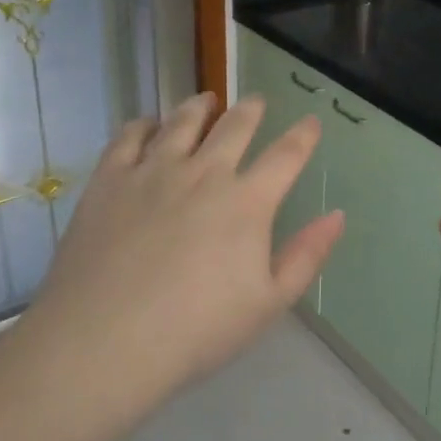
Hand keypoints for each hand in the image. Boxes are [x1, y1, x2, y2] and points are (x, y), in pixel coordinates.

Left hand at [17, 93, 344, 420]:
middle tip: (257, 101)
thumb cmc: (195, 331)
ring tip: (206, 100)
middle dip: (251, 110)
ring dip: (200, 106)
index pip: (285, 156)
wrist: (104, 340)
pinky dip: (144, 124)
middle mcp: (203, 172)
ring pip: (182, 121)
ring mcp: (153, 170)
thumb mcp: (267, 304)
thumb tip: (336, 215)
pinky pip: (129, 136)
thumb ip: (306, 256)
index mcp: (246, 201)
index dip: (302, 136)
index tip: (310, 122)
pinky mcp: (110, 178)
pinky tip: (148, 125)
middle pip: (234, 126)